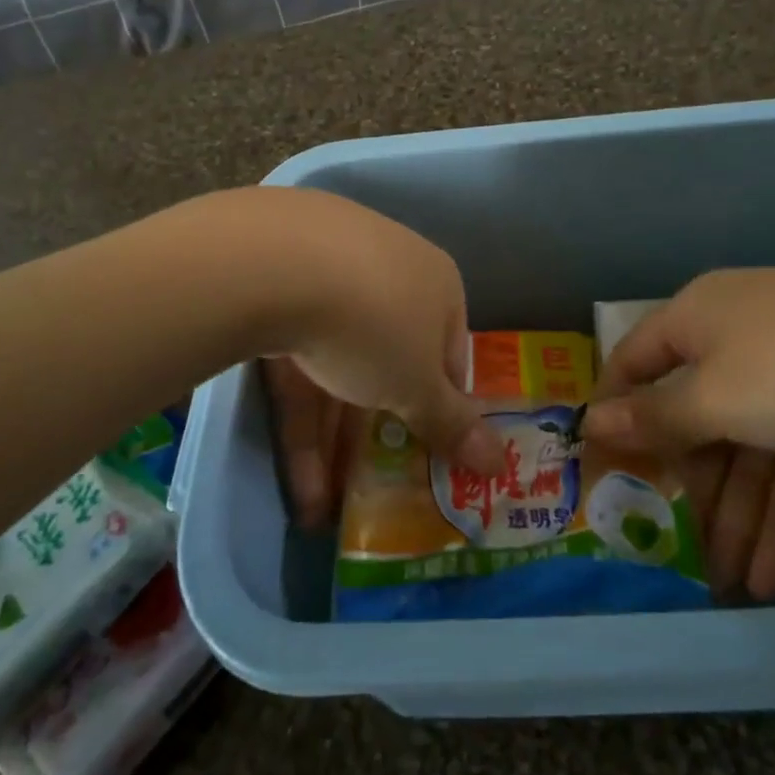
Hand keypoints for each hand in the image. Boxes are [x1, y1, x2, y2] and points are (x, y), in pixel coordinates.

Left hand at [259, 191, 502, 525]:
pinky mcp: (274, 288)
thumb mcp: (418, 385)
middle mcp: (387, 267)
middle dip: (377, 432)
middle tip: (371, 490)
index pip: (450, 352)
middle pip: (388, 361)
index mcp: (436, 282)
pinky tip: (296, 486)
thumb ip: (453, 425)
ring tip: (322, 513)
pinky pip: (295, 362)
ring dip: (332, 441)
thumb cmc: (374, 324)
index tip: (431, 454)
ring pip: (336, 367)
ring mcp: (326, 271)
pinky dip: (299, 421)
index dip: (442, 407)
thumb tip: (501, 463)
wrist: (275, 261)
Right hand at [587, 269, 774, 599]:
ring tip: (729, 586)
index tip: (597, 468)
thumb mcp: (712, 396)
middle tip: (672, 547)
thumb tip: (592, 422)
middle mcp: (736, 341)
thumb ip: (653, 418)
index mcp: (697, 317)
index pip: (636, 362)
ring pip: (746, 451)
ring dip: (737, 516)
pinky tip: (773, 574)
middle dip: (689, 487)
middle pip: (695, 417)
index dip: (614, 413)